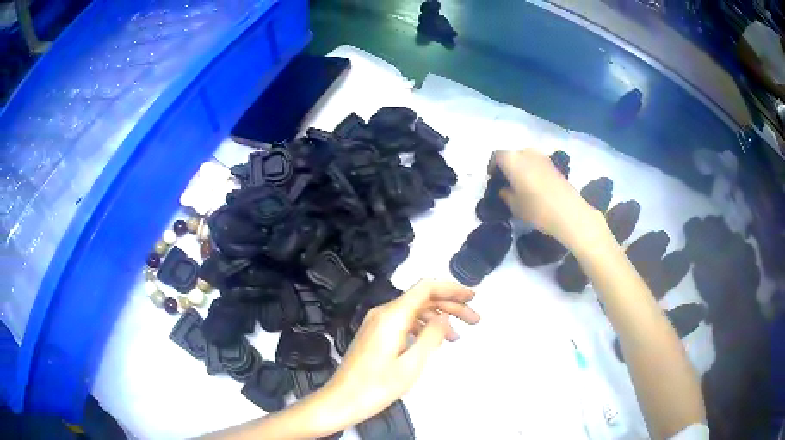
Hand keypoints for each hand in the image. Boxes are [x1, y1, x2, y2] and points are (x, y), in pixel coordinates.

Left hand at [316, 280, 479, 429]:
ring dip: (438, 319)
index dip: (452, 288)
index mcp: (392, 316)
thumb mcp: (411, 364)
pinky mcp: (374, 335)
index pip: (426, 288)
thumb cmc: (376, 387)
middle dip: (450, 306)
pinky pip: (403, 323)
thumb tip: (444, 317)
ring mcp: (376, 324)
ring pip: (414, 312)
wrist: (340, 400)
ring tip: (457, 337)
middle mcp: (383, 313)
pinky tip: (434, 342)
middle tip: (474, 320)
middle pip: (422, 299)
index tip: (472, 297)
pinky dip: (422, 328)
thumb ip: (431, 336)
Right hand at [494, 149, 603, 246]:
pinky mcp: (554, 165)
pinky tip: (534, 186)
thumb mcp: (514, 205)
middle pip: (512, 155)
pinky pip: (537, 163)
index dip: (492, 166)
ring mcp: (542, 157)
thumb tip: (505, 188)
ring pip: (526, 158)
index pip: (496, 156)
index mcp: (512, 159)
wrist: (568, 212)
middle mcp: (526, 152)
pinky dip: (532, 170)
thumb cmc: (536, 208)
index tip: (493, 179)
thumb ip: (505, 193)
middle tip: (507, 182)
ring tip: (521, 184)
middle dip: (507, 166)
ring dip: (521, 168)